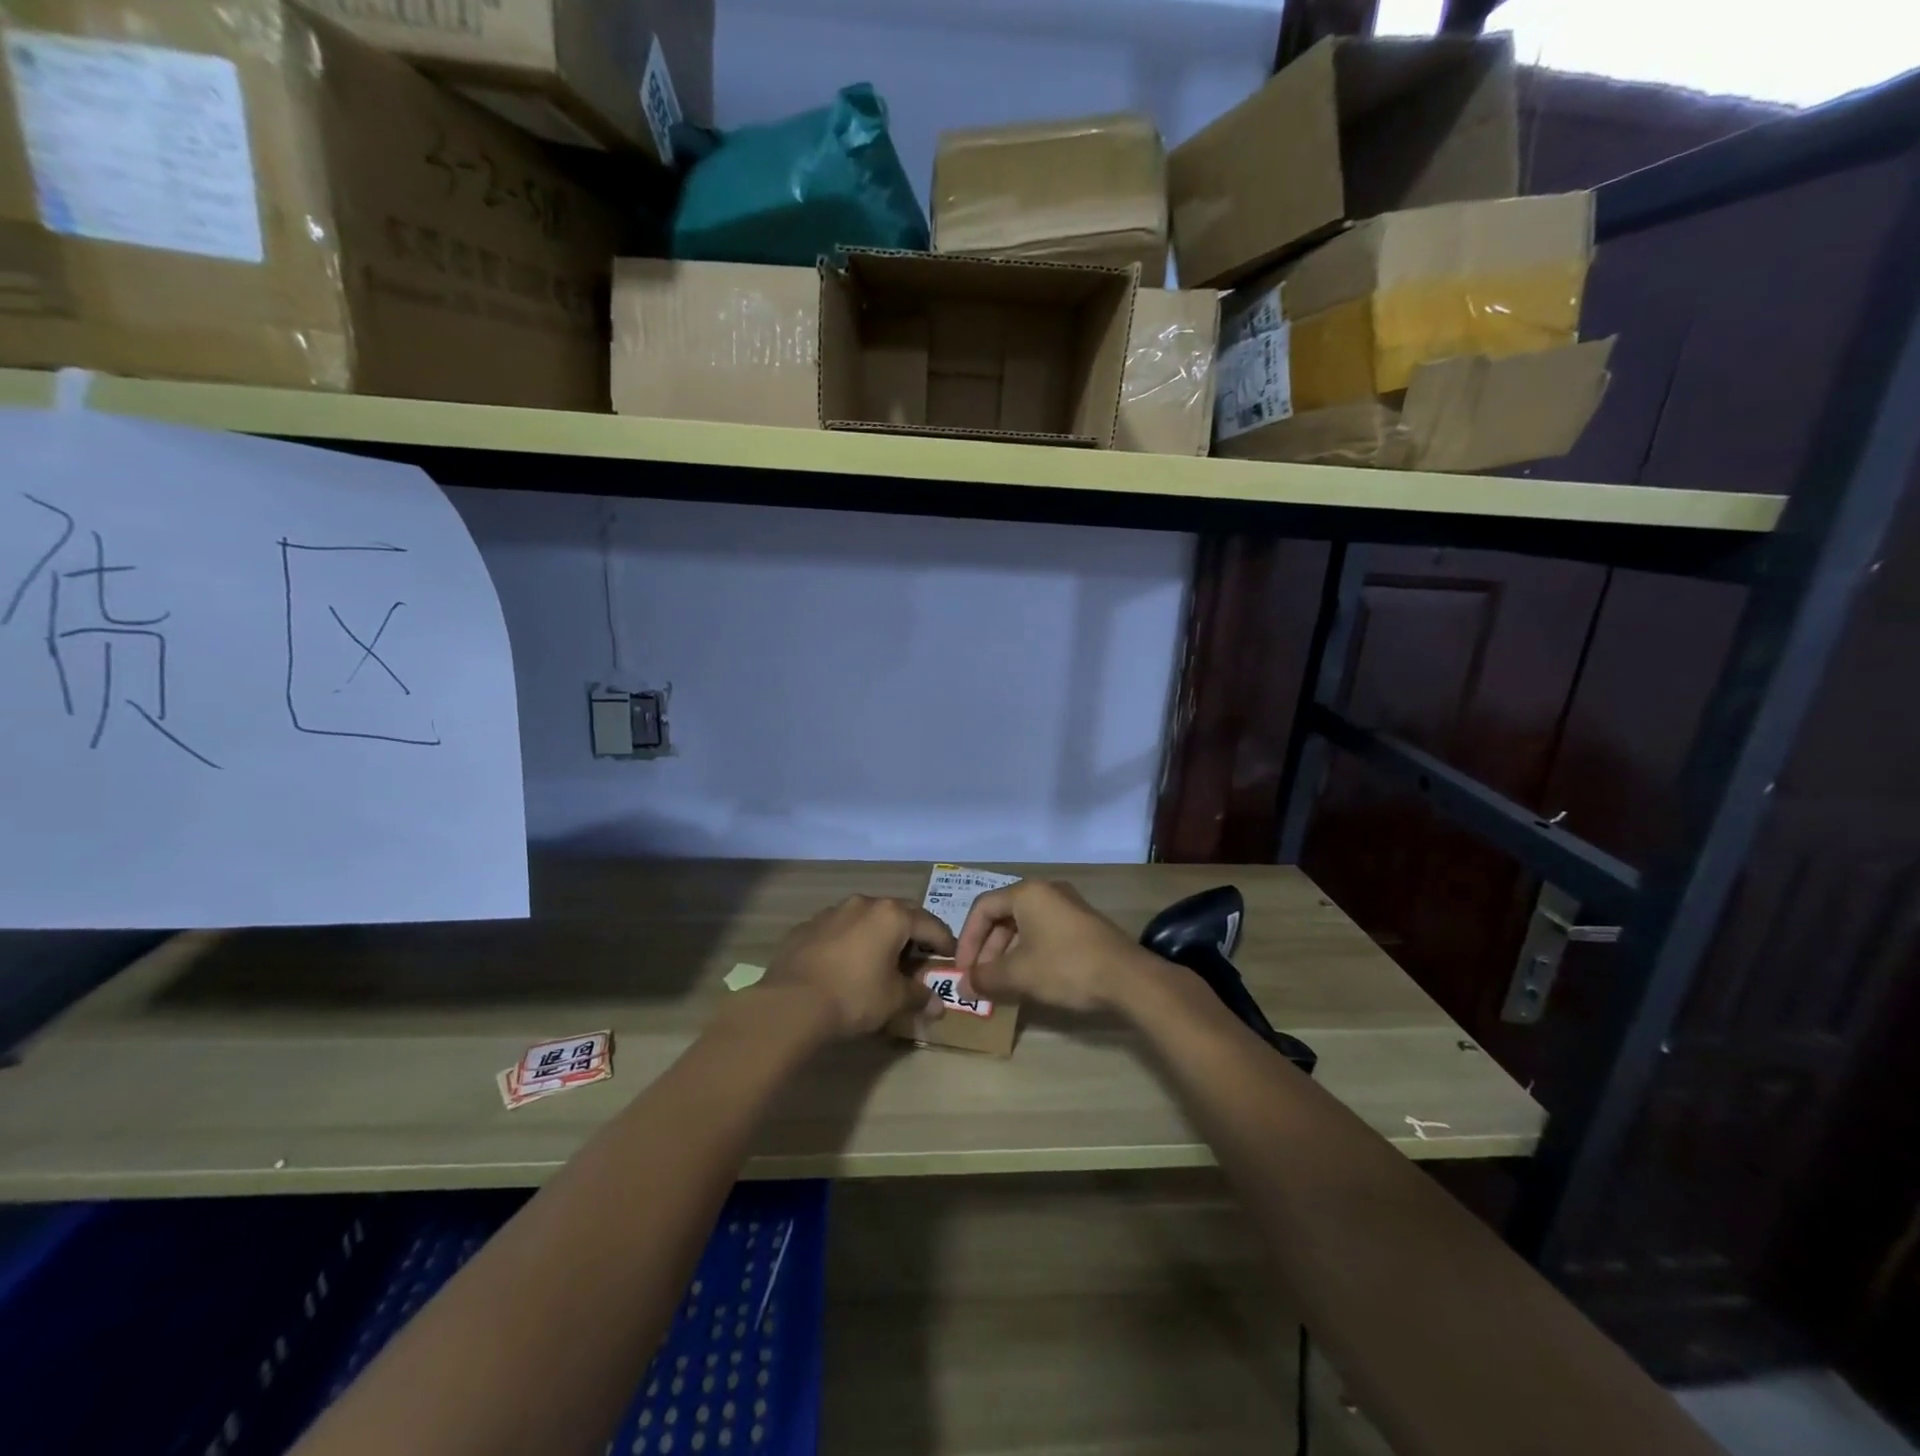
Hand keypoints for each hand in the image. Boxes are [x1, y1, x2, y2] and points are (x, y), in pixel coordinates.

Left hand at [762, 895, 956, 1037]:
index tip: (951, 957)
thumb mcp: (893, 1000)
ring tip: (881, 960)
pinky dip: (850, 943)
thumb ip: (919, 996)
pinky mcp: (807, 927)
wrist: (790, 1003)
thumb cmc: (853, 996)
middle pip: (898, 915)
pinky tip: (846, 965)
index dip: (944, 942)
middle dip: (911, 934)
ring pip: (866, 919)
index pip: (929, 924)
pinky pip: (839, 930)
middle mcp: (863, 904)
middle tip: (919, 957)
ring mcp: (832, 912)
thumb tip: (938, 1004)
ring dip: (878, 936)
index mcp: (891, 916)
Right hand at [954, 879, 1152, 1012]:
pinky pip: (1044, 932)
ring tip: (1001, 984)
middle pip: (1003, 916)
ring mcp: (1067, 906)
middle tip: (980, 979)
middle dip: (987, 949)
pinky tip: (1029, 979)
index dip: (968, 940)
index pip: (982, 908)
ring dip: (1007, 954)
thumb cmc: (1065, 967)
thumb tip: (963, 987)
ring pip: (1024, 926)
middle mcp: (1046, 891)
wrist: (1127, 978)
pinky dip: (1028, 953)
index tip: (963, 970)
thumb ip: (987, 978)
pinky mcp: (1082, 924)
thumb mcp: (1019, 974)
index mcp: (1027, 893)